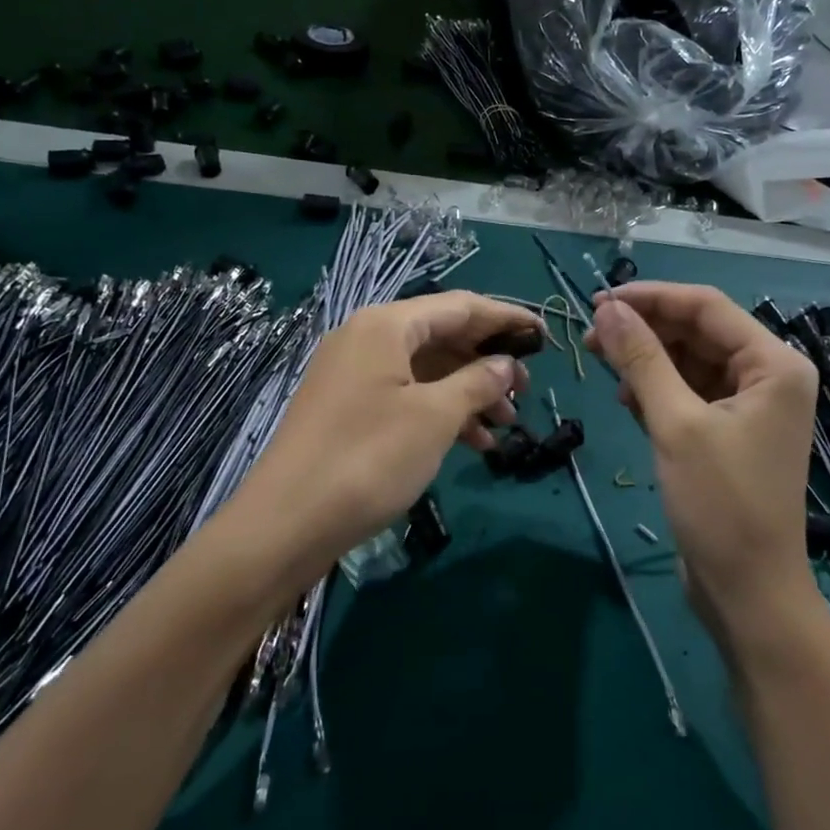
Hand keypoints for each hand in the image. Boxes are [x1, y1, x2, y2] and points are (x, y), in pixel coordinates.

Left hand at [234, 291, 538, 571]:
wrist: (286, 523)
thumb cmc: (368, 459)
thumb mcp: (434, 418)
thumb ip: (477, 383)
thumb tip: (505, 366)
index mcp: (386, 325)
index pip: (459, 307)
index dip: (505, 318)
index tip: (543, 334)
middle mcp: (367, 338)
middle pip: (441, 336)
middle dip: (487, 362)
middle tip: (526, 390)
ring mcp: (353, 374)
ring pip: (425, 370)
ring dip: (468, 393)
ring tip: (507, 424)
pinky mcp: (347, 408)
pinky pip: (405, 395)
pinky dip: (440, 412)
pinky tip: (472, 443)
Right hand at [584, 282, 818, 639]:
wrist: (748, 591)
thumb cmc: (721, 504)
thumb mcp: (676, 424)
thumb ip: (642, 360)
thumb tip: (608, 309)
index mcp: (774, 364)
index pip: (706, 307)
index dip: (651, 298)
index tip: (599, 301)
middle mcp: (767, 375)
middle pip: (697, 331)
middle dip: (644, 330)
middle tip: (590, 336)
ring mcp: (748, 405)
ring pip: (688, 361)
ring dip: (646, 360)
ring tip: (601, 364)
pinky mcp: (728, 432)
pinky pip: (688, 392)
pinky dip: (656, 391)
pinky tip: (626, 400)